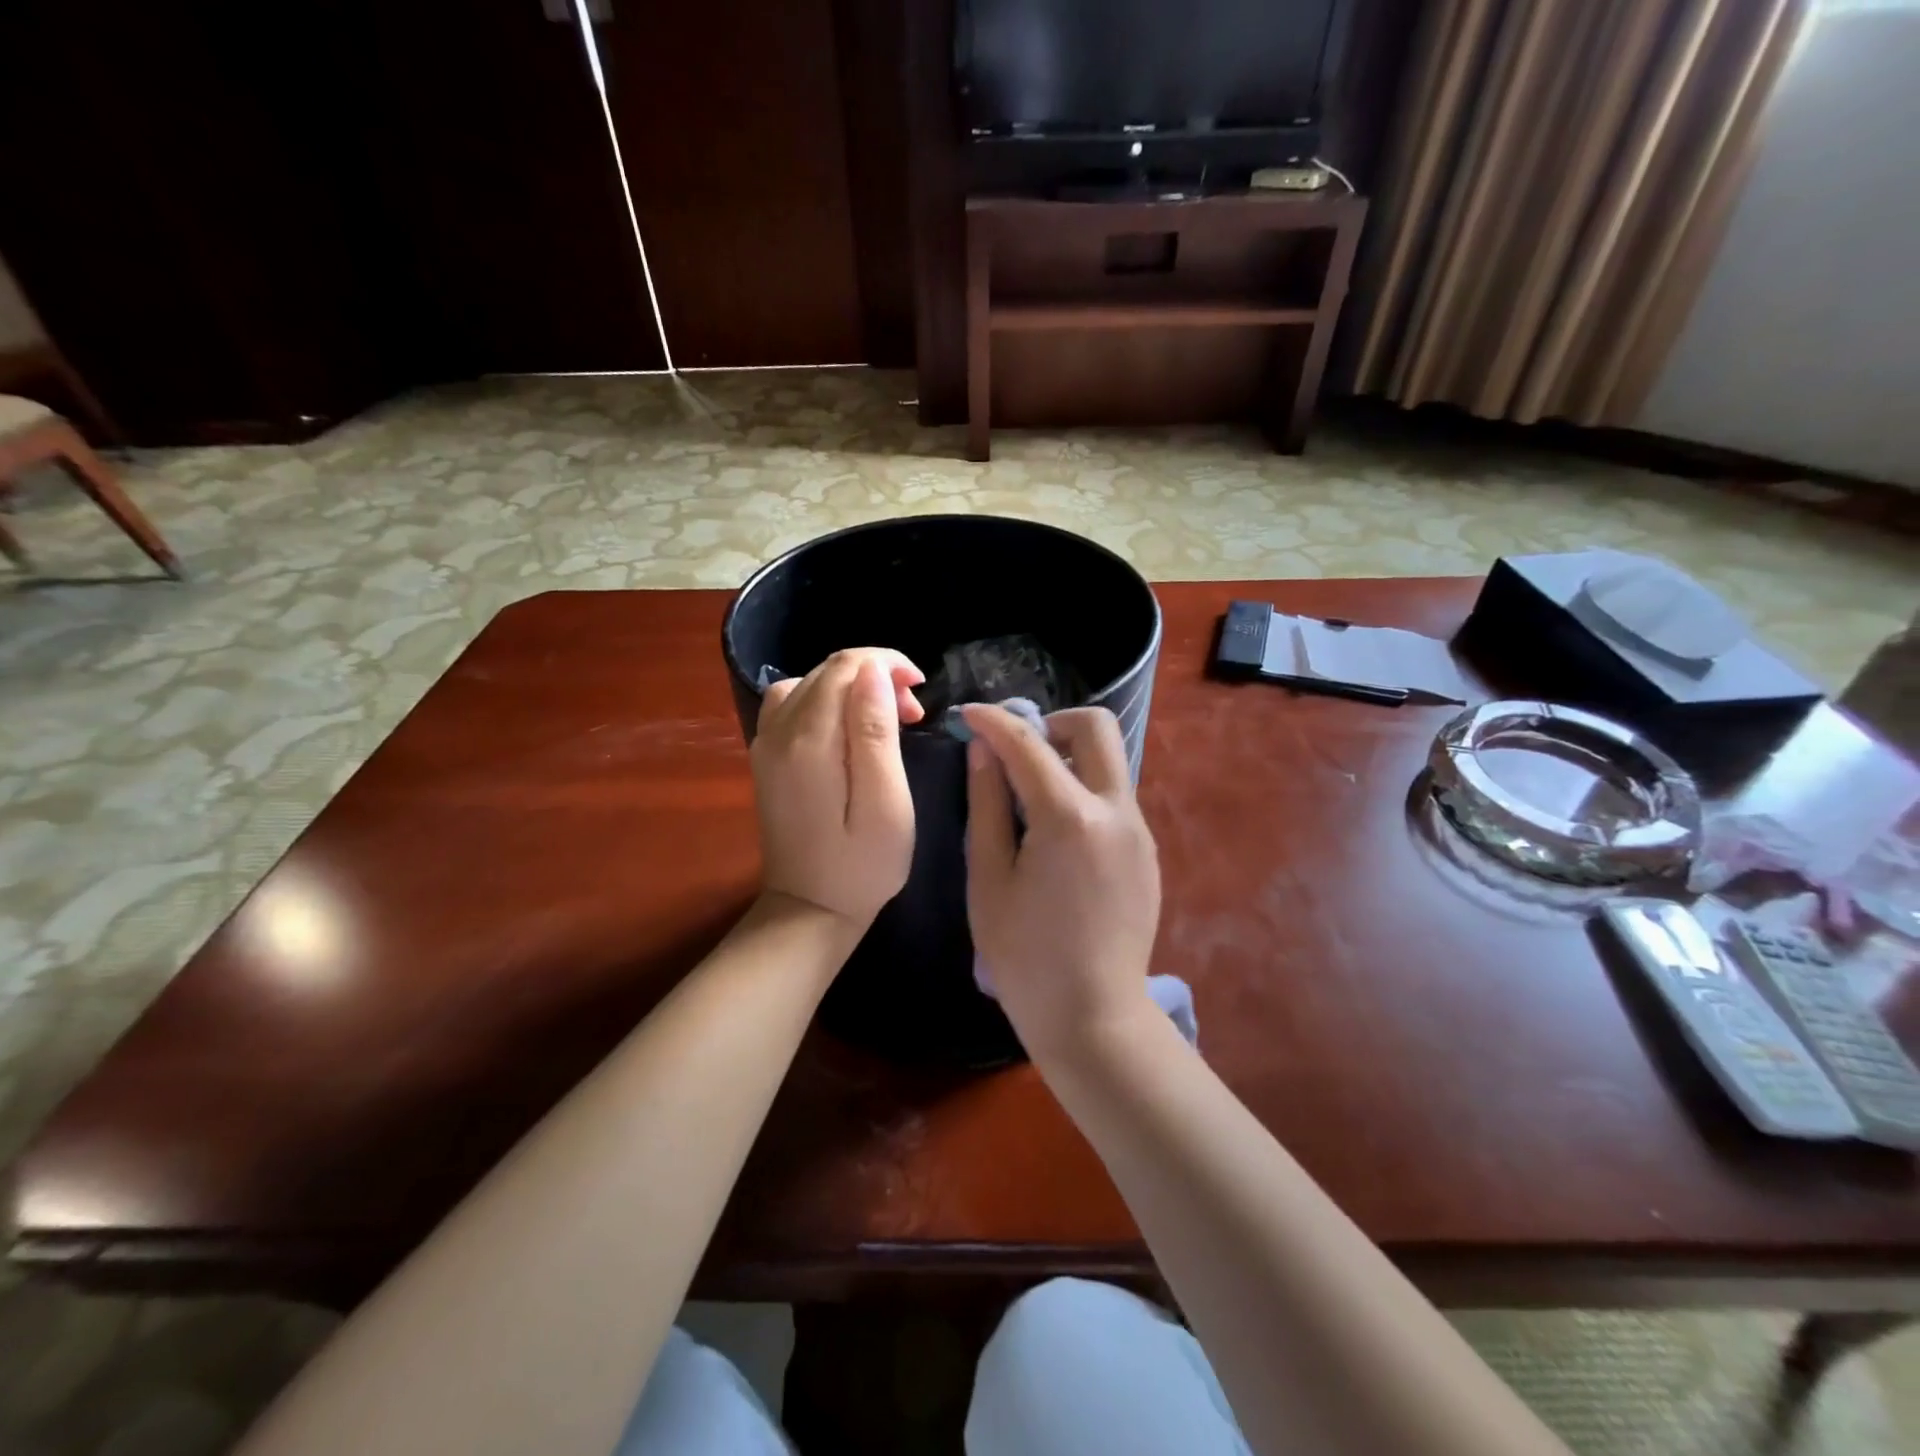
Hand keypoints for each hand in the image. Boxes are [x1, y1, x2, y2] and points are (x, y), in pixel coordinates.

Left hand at [752, 649, 924, 930]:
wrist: (808, 911)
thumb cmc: (861, 866)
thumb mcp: (885, 804)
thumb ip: (876, 733)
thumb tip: (873, 672)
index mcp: (809, 740)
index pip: (845, 666)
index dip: (888, 664)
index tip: (921, 692)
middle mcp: (778, 731)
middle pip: (827, 671)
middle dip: (876, 676)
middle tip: (913, 715)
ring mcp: (766, 744)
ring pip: (809, 683)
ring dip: (852, 687)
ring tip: (885, 718)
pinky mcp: (766, 758)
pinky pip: (793, 704)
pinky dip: (826, 702)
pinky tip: (848, 729)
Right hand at [962, 704, 1161, 1063]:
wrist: (1093, 1018)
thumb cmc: (1024, 956)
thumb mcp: (988, 878)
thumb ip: (986, 805)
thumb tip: (983, 750)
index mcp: (1070, 818)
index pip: (1028, 743)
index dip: (994, 721)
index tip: (968, 716)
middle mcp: (1116, 811)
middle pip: (1095, 727)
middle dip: (1051, 723)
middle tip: (1016, 753)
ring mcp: (1139, 831)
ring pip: (1109, 762)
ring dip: (1069, 758)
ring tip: (1029, 798)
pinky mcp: (1147, 852)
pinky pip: (1115, 798)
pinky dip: (1083, 792)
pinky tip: (1057, 836)